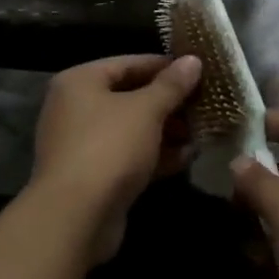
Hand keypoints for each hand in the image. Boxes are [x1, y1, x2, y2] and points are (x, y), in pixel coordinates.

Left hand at [32, 54, 201, 260]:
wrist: (75, 217)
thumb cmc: (109, 147)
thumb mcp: (146, 110)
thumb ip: (171, 85)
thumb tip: (193, 60)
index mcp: (80, 81)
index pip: (127, 63)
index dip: (163, 66)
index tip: (197, 70)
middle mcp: (75, 108)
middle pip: (129, 96)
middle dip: (167, 102)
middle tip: (203, 103)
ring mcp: (82, 144)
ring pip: (130, 129)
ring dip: (165, 130)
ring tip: (201, 131)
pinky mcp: (93, 176)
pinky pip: (128, 156)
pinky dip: (154, 155)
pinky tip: (187, 158)